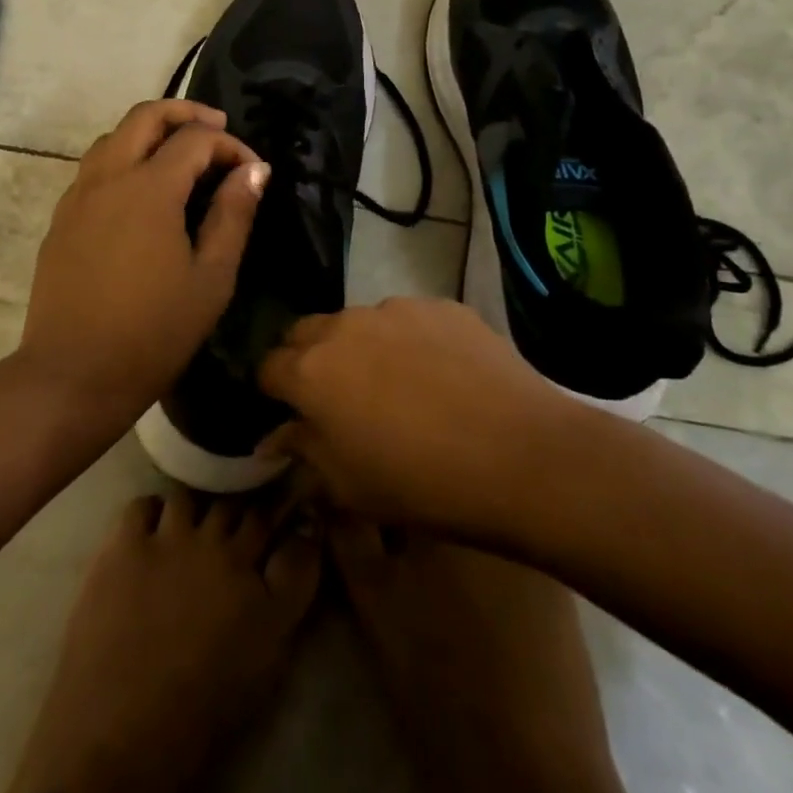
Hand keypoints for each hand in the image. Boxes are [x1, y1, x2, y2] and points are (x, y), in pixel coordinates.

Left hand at [19, 100, 271, 423]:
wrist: (73, 374)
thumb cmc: (154, 332)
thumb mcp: (211, 278)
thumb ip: (233, 216)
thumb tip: (254, 170)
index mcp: (149, 188)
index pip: (194, 139)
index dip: (229, 145)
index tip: (252, 171)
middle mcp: (108, 177)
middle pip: (145, 116)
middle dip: (184, 113)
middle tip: (216, 129)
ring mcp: (77, 196)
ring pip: (113, 137)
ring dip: (149, 132)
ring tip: (180, 156)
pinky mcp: (61, 218)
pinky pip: (94, 167)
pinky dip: (123, 158)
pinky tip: (141, 192)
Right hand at [258, 298, 582, 538]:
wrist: (523, 456)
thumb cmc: (423, 483)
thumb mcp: (348, 486)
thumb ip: (303, 451)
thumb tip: (278, 434)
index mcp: (311, 371)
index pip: (268, 366)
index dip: (274, 389)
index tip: (288, 409)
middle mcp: (343, 326)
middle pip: (305, 332)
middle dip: (308, 358)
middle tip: (336, 396)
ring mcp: (395, 309)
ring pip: (359, 323)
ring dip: (361, 347)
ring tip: (397, 384)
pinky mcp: (440, 305)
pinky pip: (408, 320)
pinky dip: (409, 341)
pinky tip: (441, 375)